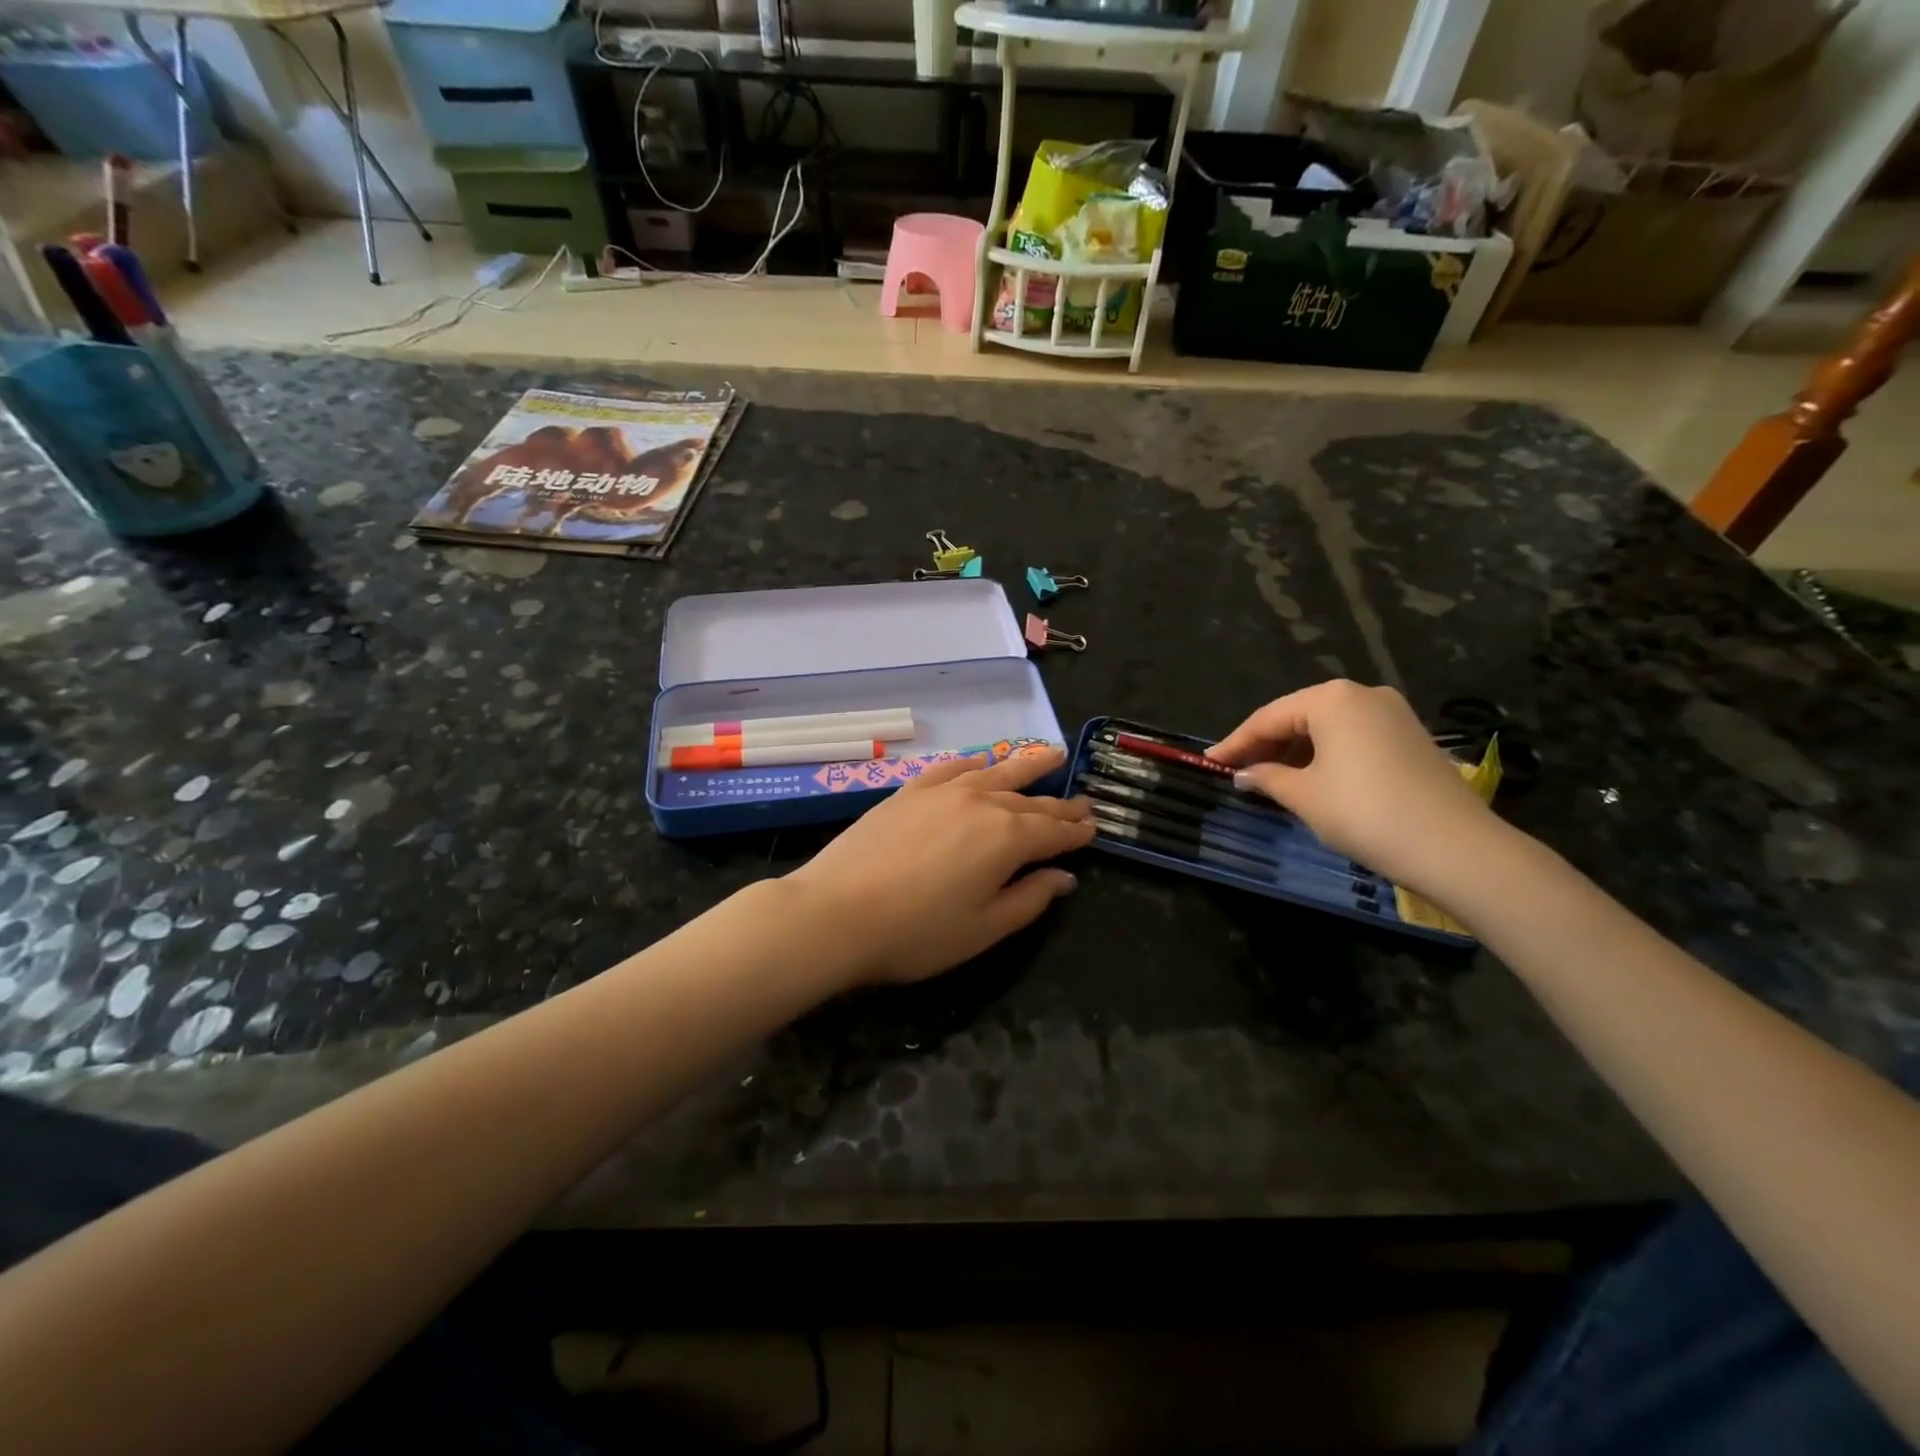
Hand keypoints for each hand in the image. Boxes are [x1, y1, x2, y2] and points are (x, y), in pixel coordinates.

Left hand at [784, 747, 1094, 986]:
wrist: (836, 912)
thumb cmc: (916, 932)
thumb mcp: (983, 929)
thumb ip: (1029, 899)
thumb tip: (1063, 877)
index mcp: (1006, 839)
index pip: (1053, 831)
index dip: (1076, 832)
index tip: (1094, 828)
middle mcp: (981, 803)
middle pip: (1029, 800)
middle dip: (1059, 803)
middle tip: (1082, 802)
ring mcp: (943, 791)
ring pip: (996, 772)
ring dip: (1026, 766)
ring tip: (1051, 755)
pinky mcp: (909, 790)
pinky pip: (951, 768)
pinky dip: (973, 763)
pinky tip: (982, 761)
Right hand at [1205, 680, 1496, 889]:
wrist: (1455, 846)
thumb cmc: (1364, 812)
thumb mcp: (1304, 796)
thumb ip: (1267, 778)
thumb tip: (1244, 774)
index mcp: (1331, 698)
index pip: (1268, 717)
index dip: (1235, 742)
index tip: (1209, 762)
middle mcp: (1363, 694)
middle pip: (1298, 716)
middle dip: (1266, 744)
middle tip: (1237, 770)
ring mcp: (1393, 713)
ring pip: (1327, 727)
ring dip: (1295, 750)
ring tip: (1269, 778)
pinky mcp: (1411, 737)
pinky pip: (1353, 737)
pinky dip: (1325, 754)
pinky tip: (1311, 778)